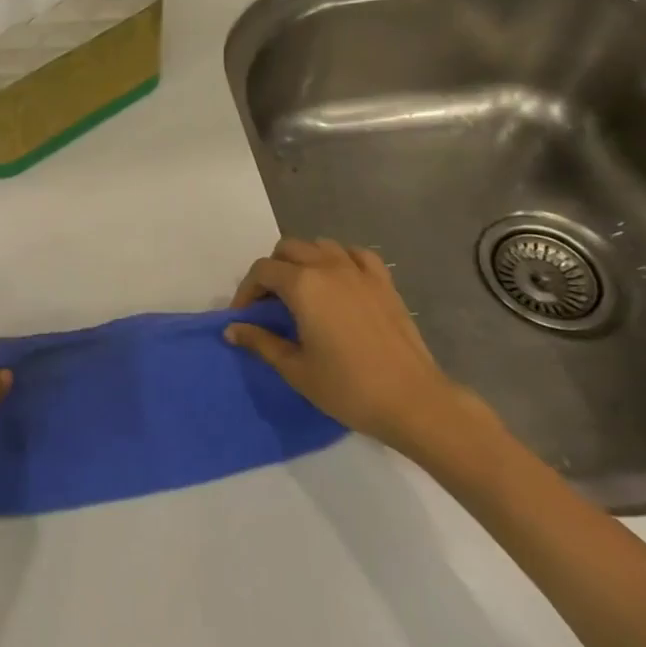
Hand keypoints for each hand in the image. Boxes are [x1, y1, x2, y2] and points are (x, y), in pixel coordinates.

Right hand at [225, 238, 493, 462]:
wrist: (413, 401)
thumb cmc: (348, 388)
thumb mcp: (296, 369)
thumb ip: (261, 342)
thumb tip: (232, 330)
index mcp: (303, 285)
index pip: (262, 271)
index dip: (247, 290)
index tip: (244, 316)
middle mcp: (328, 266)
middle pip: (288, 249)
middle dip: (272, 271)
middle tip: (270, 304)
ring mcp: (359, 271)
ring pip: (320, 245)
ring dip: (304, 260)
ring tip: (302, 291)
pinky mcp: (384, 282)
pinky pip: (355, 254)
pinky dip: (340, 259)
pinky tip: (339, 280)